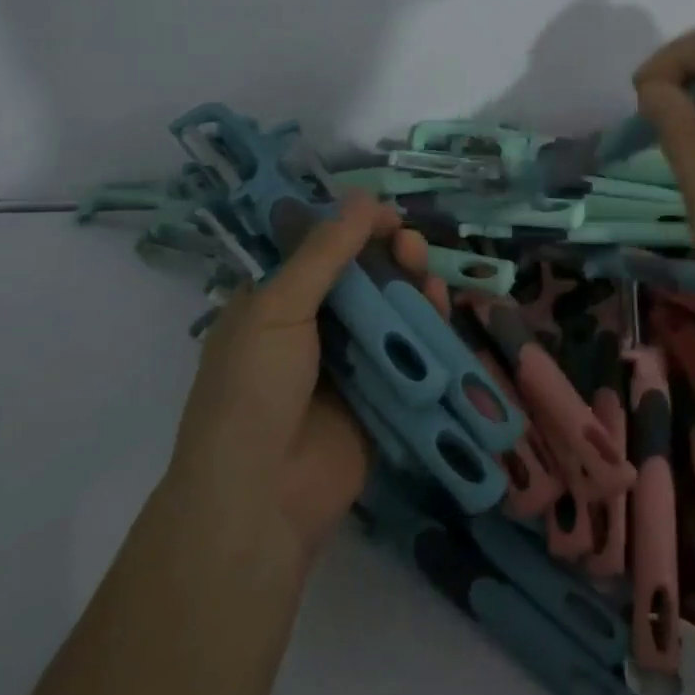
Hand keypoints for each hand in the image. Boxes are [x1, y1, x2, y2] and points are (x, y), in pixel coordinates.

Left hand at [163, 195, 441, 567]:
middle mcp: (312, 328)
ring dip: (410, 287)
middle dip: (388, 256)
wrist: (261, 498)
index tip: (385, 216)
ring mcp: (348, 363)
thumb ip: (325, 252)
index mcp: (274, 303)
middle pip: (360, 278)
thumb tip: (362, 196)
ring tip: (426, 271)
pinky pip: (408, 351)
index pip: (319, 250)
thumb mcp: (278, 307)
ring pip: (389, 311)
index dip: (352, 228)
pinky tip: (440, 306)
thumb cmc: (254, 388)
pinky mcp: (381, 394)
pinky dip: (426, 327)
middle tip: (411, 245)